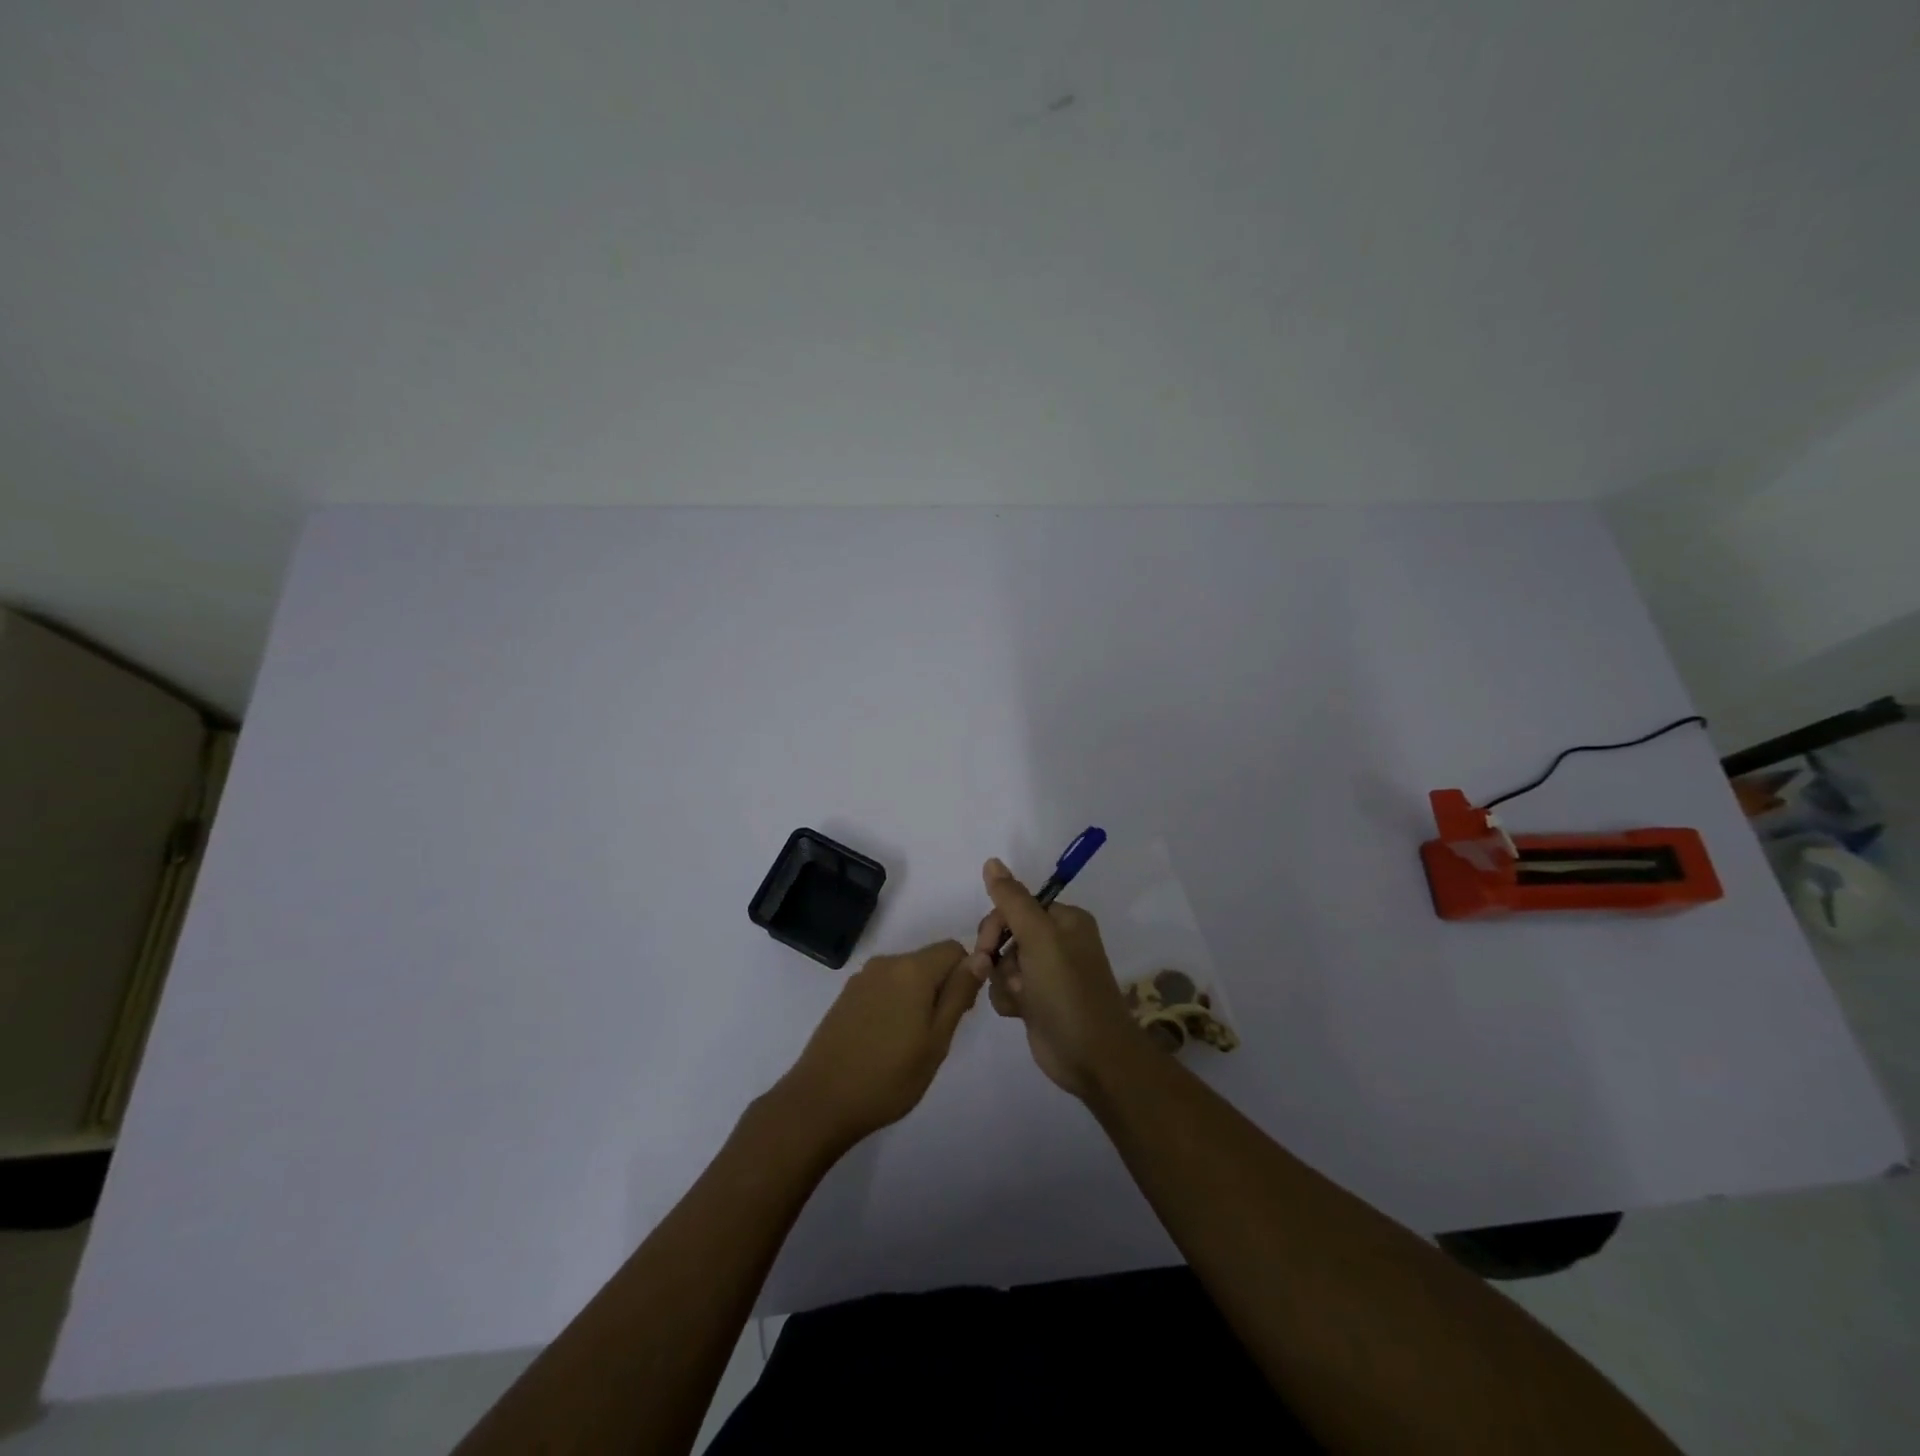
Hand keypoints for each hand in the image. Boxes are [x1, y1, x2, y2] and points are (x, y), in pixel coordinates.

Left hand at [773, 940, 984, 1152]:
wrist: (820, 1101)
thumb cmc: (888, 1076)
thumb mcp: (936, 1041)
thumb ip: (959, 994)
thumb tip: (981, 957)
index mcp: (912, 969)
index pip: (954, 949)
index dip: (966, 974)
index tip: (960, 1012)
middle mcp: (886, 963)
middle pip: (929, 961)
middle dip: (941, 988)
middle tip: (936, 1036)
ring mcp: (862, 978)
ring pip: (906, 975)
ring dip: (918, 998)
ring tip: (910, 1043)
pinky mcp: (846, 996)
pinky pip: (884, 987)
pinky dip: (895, 1004)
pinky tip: (886, 1041)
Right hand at [973, 858, 1140, 1097]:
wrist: (1092, 1057)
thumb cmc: (1068, 991)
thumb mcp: (1039, 938)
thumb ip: (1012, 899)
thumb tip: (992, 861)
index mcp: (1065, 920)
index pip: (1017, 905)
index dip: (998, 923)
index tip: (988, 945)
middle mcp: (1057, 942)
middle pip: (1006, 932)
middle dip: (997, 953)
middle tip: (992, 970)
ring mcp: (1047, 973)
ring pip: (1003, 963)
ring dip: (1003, 980)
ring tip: (1019, 997)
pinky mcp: (1038, 1001)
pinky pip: (1007, 988)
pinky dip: (1007, 998)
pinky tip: (1018, 1013)